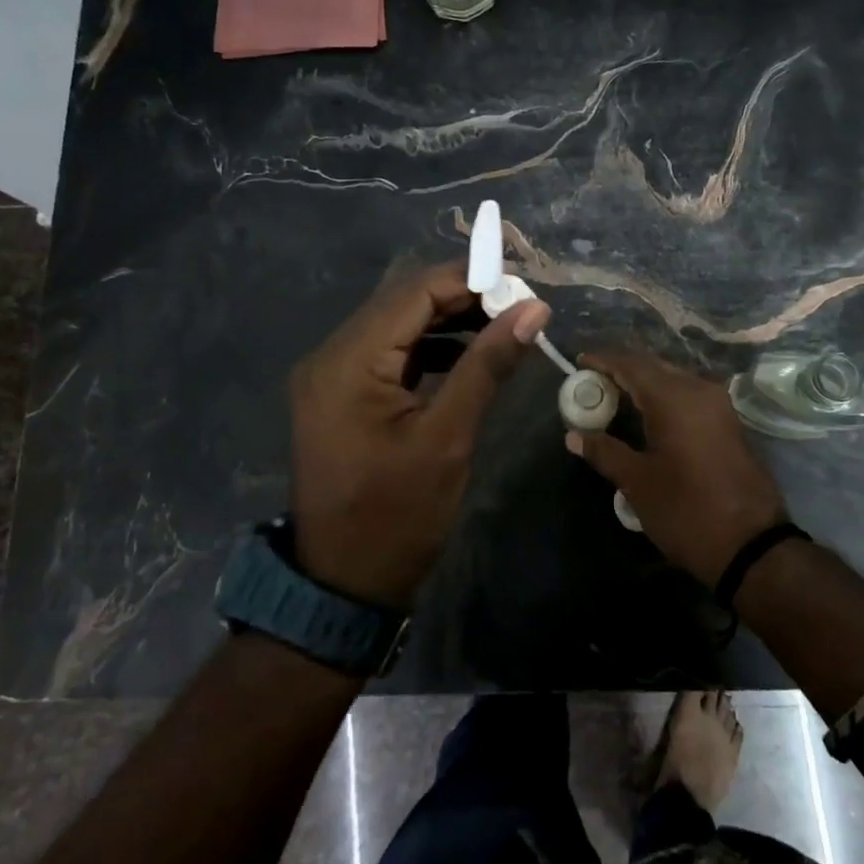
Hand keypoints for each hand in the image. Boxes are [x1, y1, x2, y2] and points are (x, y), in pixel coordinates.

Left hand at [290, 261, 549, 608]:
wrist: (345, 584)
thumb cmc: (399, 516)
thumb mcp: (449, 437)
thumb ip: (488, 364)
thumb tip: (533, 309)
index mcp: (348, 362)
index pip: (413, 293)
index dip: (468, 280)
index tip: (520, 284)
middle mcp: (329, 356)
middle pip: (401, 303)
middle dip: (460, 297)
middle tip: (516, 304)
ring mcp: (329, 375)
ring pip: (395, 325)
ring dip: (446, 321)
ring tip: (500, 325)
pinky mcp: (339, 394)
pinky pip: (386, 354)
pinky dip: (427, 349)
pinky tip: (466, 354)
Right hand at [564, 352, 786, 587]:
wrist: (752, 545)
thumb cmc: (686, 510)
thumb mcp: (637, 483)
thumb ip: (605, 452)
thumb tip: (574, 436)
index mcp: (673, 398)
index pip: (631, 365)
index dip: (604, 360)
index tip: (580, 362)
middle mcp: (698, 390)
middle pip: (654, 367)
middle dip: (623, 369)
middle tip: (594, 382)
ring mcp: (719, 406)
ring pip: (674, 379)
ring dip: (645, 383)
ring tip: (616, 397)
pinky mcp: (728, 423)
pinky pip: (689, 395)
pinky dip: (665, 397)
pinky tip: (648, 415)